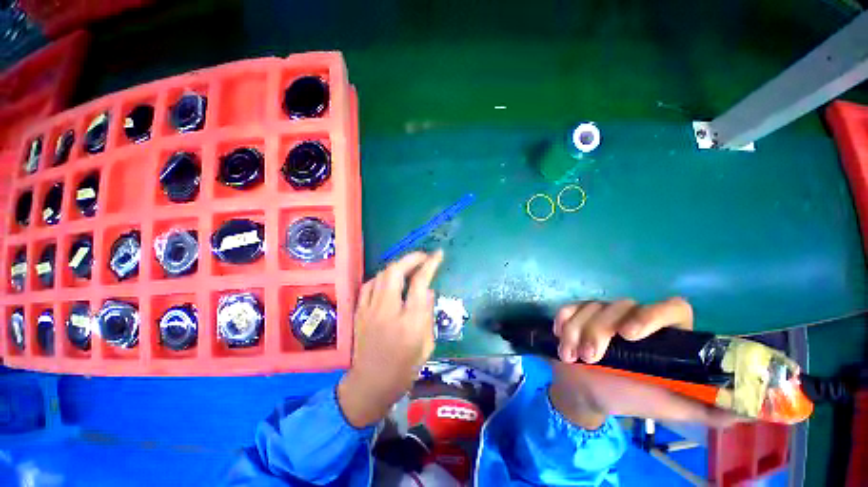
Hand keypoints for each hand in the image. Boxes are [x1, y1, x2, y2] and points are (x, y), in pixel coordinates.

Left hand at [337, 250, 443, 427]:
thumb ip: (428, 314)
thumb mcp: (427, 345)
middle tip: (423, 256)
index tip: (438, 254)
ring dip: (397, 265)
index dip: (430, 264)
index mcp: (410, 322)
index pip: (420, 283)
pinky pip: (369, 284)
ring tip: (408, 266)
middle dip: (411, 258)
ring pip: (382, 275)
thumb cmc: (404, 369)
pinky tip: (389, 279)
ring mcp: (370, 309)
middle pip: (396, 272)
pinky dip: (382, 276)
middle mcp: (388, 311)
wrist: (370, 385)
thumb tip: (428, 291)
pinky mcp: (359, 311)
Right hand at [548, 298, 738, 428]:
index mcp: (664, 336)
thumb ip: (710, 409)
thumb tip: (753, 409)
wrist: (586, 393)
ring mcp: (604, 313)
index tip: (630, 336)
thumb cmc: (629, 398)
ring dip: (577, 333)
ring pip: (592, 307)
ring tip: (571, 357)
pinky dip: (564, 322)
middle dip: (600, 331)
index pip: (673, 308)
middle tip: (591, 358)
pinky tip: (561, 338)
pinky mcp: (578, 312)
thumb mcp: (670, 407)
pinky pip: (570, 308)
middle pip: (621, 305)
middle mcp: (635, 318)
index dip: (653, 315)